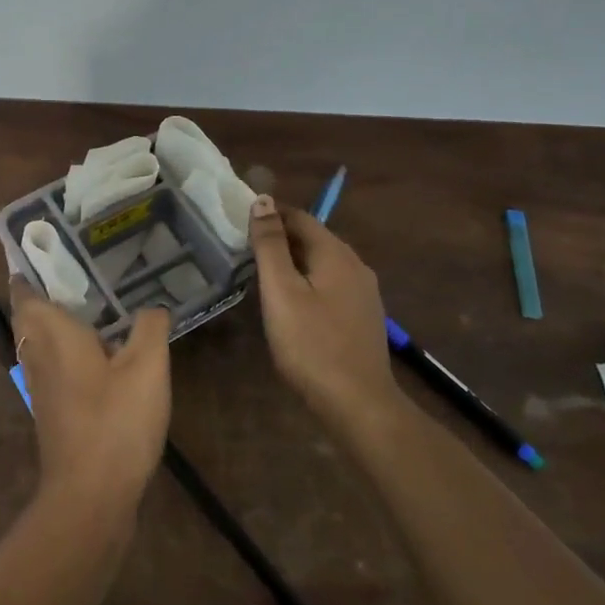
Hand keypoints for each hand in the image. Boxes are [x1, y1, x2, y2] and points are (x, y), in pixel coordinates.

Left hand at [8, 278, 171, 517]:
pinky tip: (96, 351)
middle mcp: (37, 353)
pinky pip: (49, 362)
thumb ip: (149, 327)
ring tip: (88, 303)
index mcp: (51, 332)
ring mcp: (39, 384)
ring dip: (52, 319)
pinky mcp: (50, 408)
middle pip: (27, 313)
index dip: (31, 268)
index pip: (25, 290)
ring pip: (36, 339)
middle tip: (78, 272)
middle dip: (43, 291)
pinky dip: (63, 347)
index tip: (53, 248)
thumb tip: (152, 307)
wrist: (90, 495)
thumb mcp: (147, 367)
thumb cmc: (115, 421)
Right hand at [247, 196, 402, 429]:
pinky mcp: (363, 317)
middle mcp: (356, 265)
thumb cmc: (312, 345)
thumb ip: (271, 245)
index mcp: (336, 254)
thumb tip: (263, 200)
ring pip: (323, 263)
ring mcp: (364, 293)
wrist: (359, 404)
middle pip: (314, 238)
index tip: (240, 221)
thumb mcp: (281, 291)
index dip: (270, 214)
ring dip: (294, 261)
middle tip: (245, 248)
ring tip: (262, 273)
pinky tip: (292, 302)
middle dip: (281, 237)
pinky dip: (308, 282)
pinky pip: (331, 284)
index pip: (301, 217)